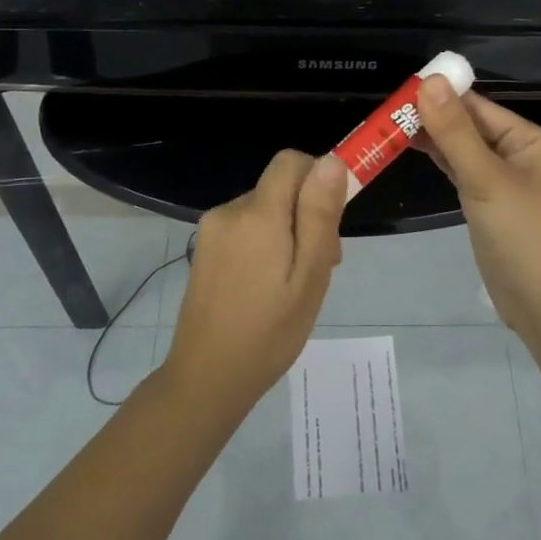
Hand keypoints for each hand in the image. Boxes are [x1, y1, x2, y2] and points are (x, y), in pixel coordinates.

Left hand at [163, 149, 345, 410]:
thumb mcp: (309, 276)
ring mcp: (212, 230)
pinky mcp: (205, 249)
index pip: (291, 161)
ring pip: (265, 209)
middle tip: (321, 266)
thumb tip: (331, 161)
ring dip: (288, 232)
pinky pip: (246, 228)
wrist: (207, 378)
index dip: (319, 176)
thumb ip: (319, 215)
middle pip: (280, 188)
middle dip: (307, 213)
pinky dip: (266, 244)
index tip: (335, 217)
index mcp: (257, 215)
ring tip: (295, 283)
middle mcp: (229, 211)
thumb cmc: (269, 333)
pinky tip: (270, 287)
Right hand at [415, 77, 540, 336]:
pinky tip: (414, 152)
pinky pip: (464, 175)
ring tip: (390, 127)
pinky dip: (442, 163)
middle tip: (385, 111)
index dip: (441, 95)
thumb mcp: (485, 178)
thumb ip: (455, 131)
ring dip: (434, 140)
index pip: (479, 106)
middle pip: (471, 127)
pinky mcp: (492, 208)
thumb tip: (429, 81)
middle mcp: (521, 156)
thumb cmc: (523, 234)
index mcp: (530, 140)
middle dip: (433, 118)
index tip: (399, 89)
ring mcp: (506, 184)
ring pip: (465, 152)